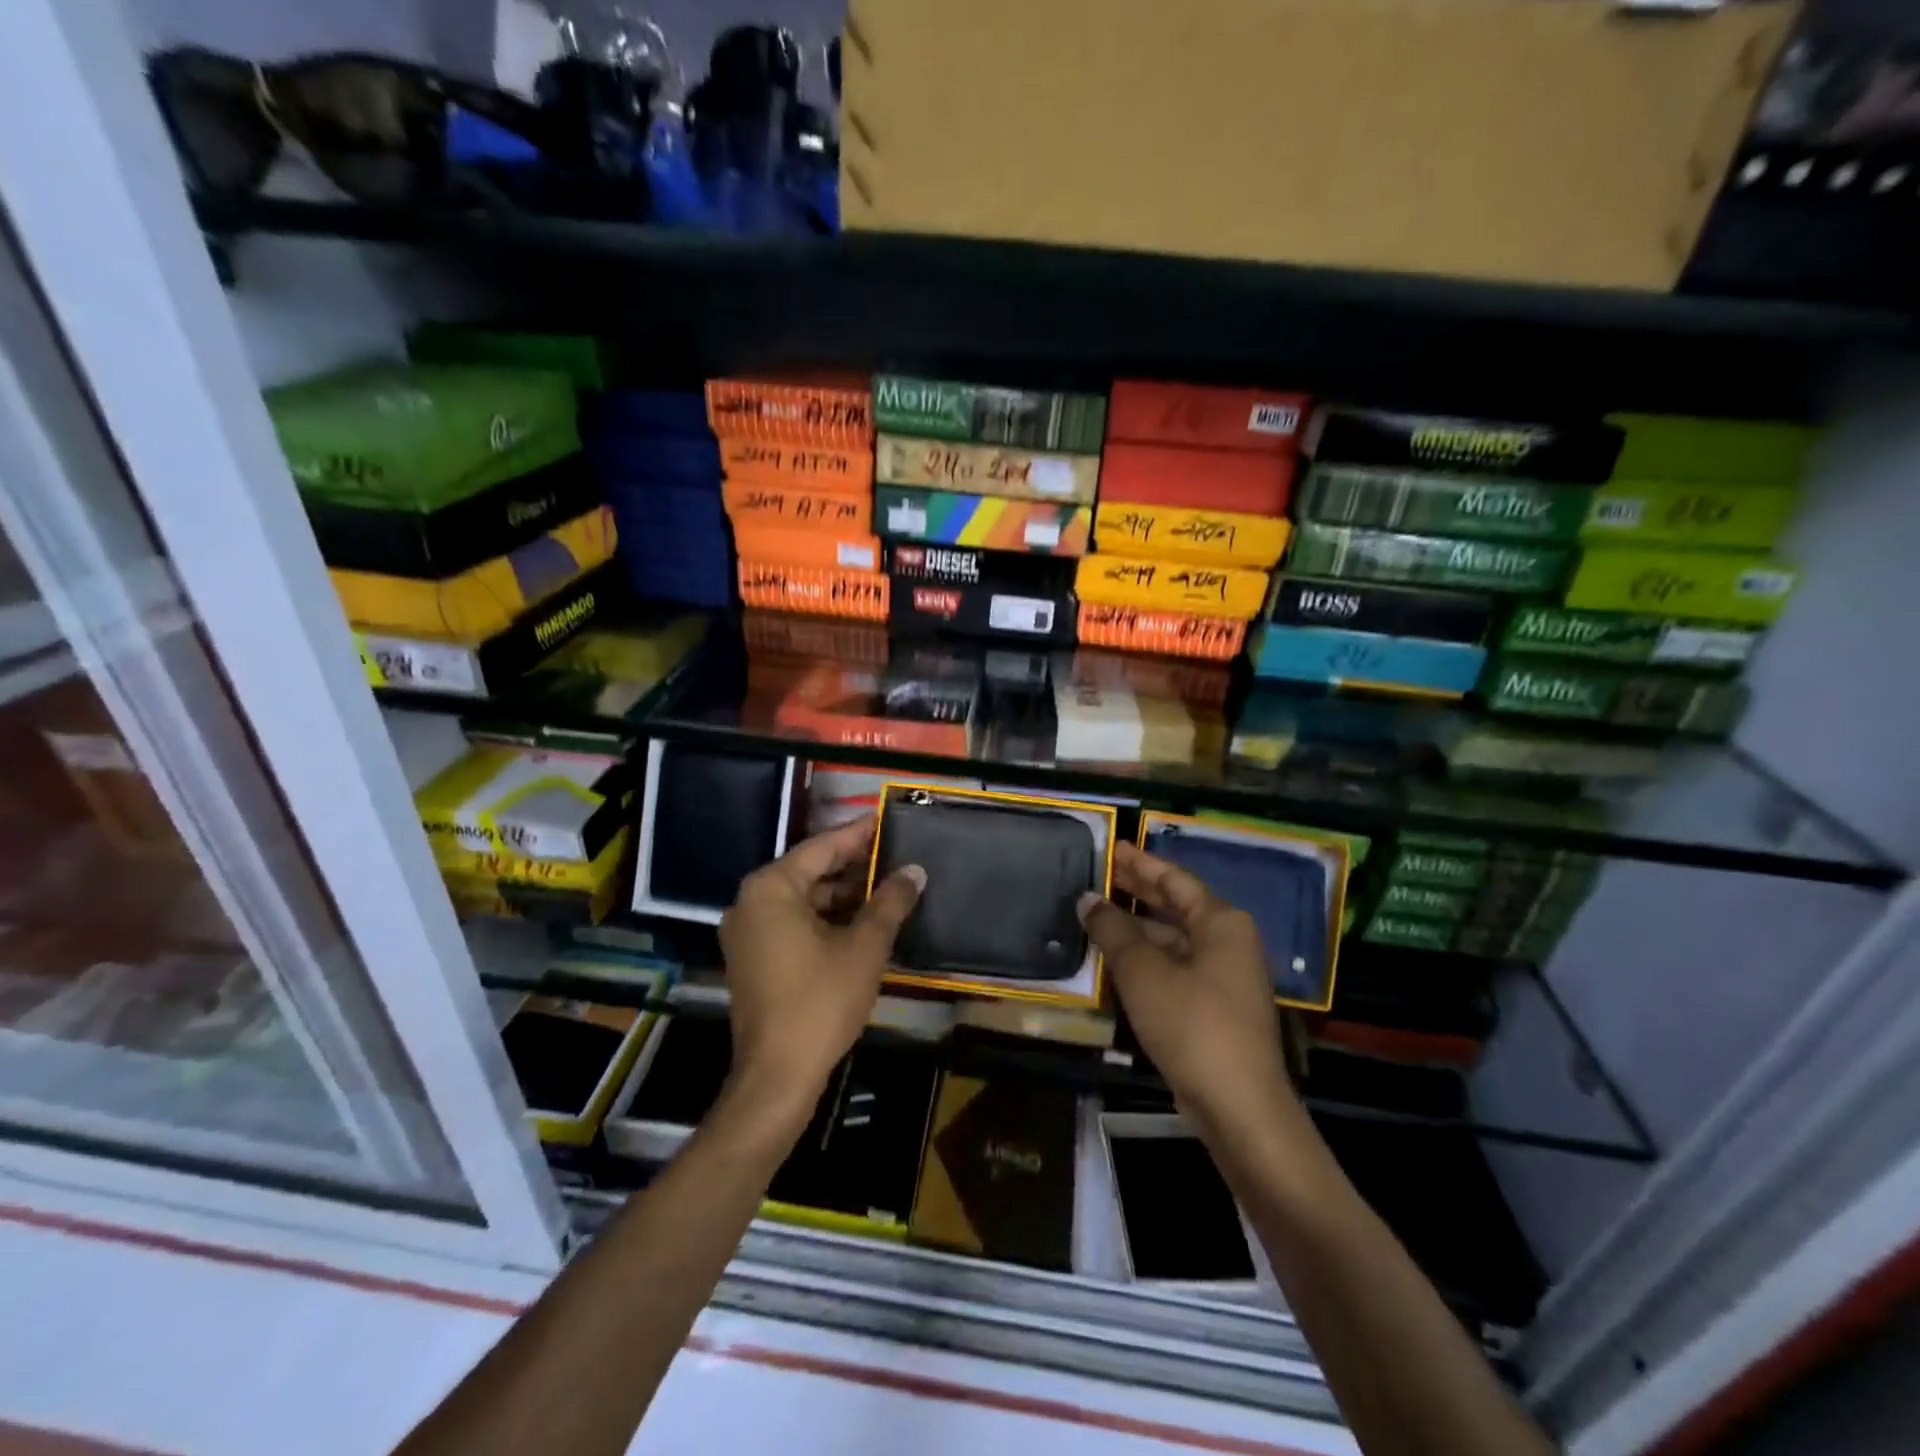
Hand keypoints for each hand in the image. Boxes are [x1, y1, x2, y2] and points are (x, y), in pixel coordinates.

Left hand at [718, 816, 924, 1131]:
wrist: (777, 1076)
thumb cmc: (821, 1002)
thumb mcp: (865, 947)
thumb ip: (890, 902)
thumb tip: (915, 871)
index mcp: (772, 888)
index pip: (823, 847)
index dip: (860, 834)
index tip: (888, 820)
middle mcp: (751, 901)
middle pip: (810, 871)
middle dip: (854, 867)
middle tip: (895, 857)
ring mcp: (747, 931)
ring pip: (803, 899)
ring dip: (842, 896)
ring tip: (886, 890)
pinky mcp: (752, 958)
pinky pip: (792, 922)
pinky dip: (824, 919)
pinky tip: (861, 923)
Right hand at [1079, 841, 1294, 1134]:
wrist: (1238, 1107)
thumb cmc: (1192, 1024)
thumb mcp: (1143, 972)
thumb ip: (1112, 930)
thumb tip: (1087, 899)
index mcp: (1221, 922)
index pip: (1174, 878)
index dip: (1139, 862)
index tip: (1110, 847)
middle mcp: (1228, 942)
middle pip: (1176, 905)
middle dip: (1137, 890)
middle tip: (1097, 874)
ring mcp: (1223, 977)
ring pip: (1173, 939)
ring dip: (1136, 928)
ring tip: (1095, 914)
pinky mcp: (1214, 1007)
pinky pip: (1174, 967)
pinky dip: (1145, 958)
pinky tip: (1114, 959)